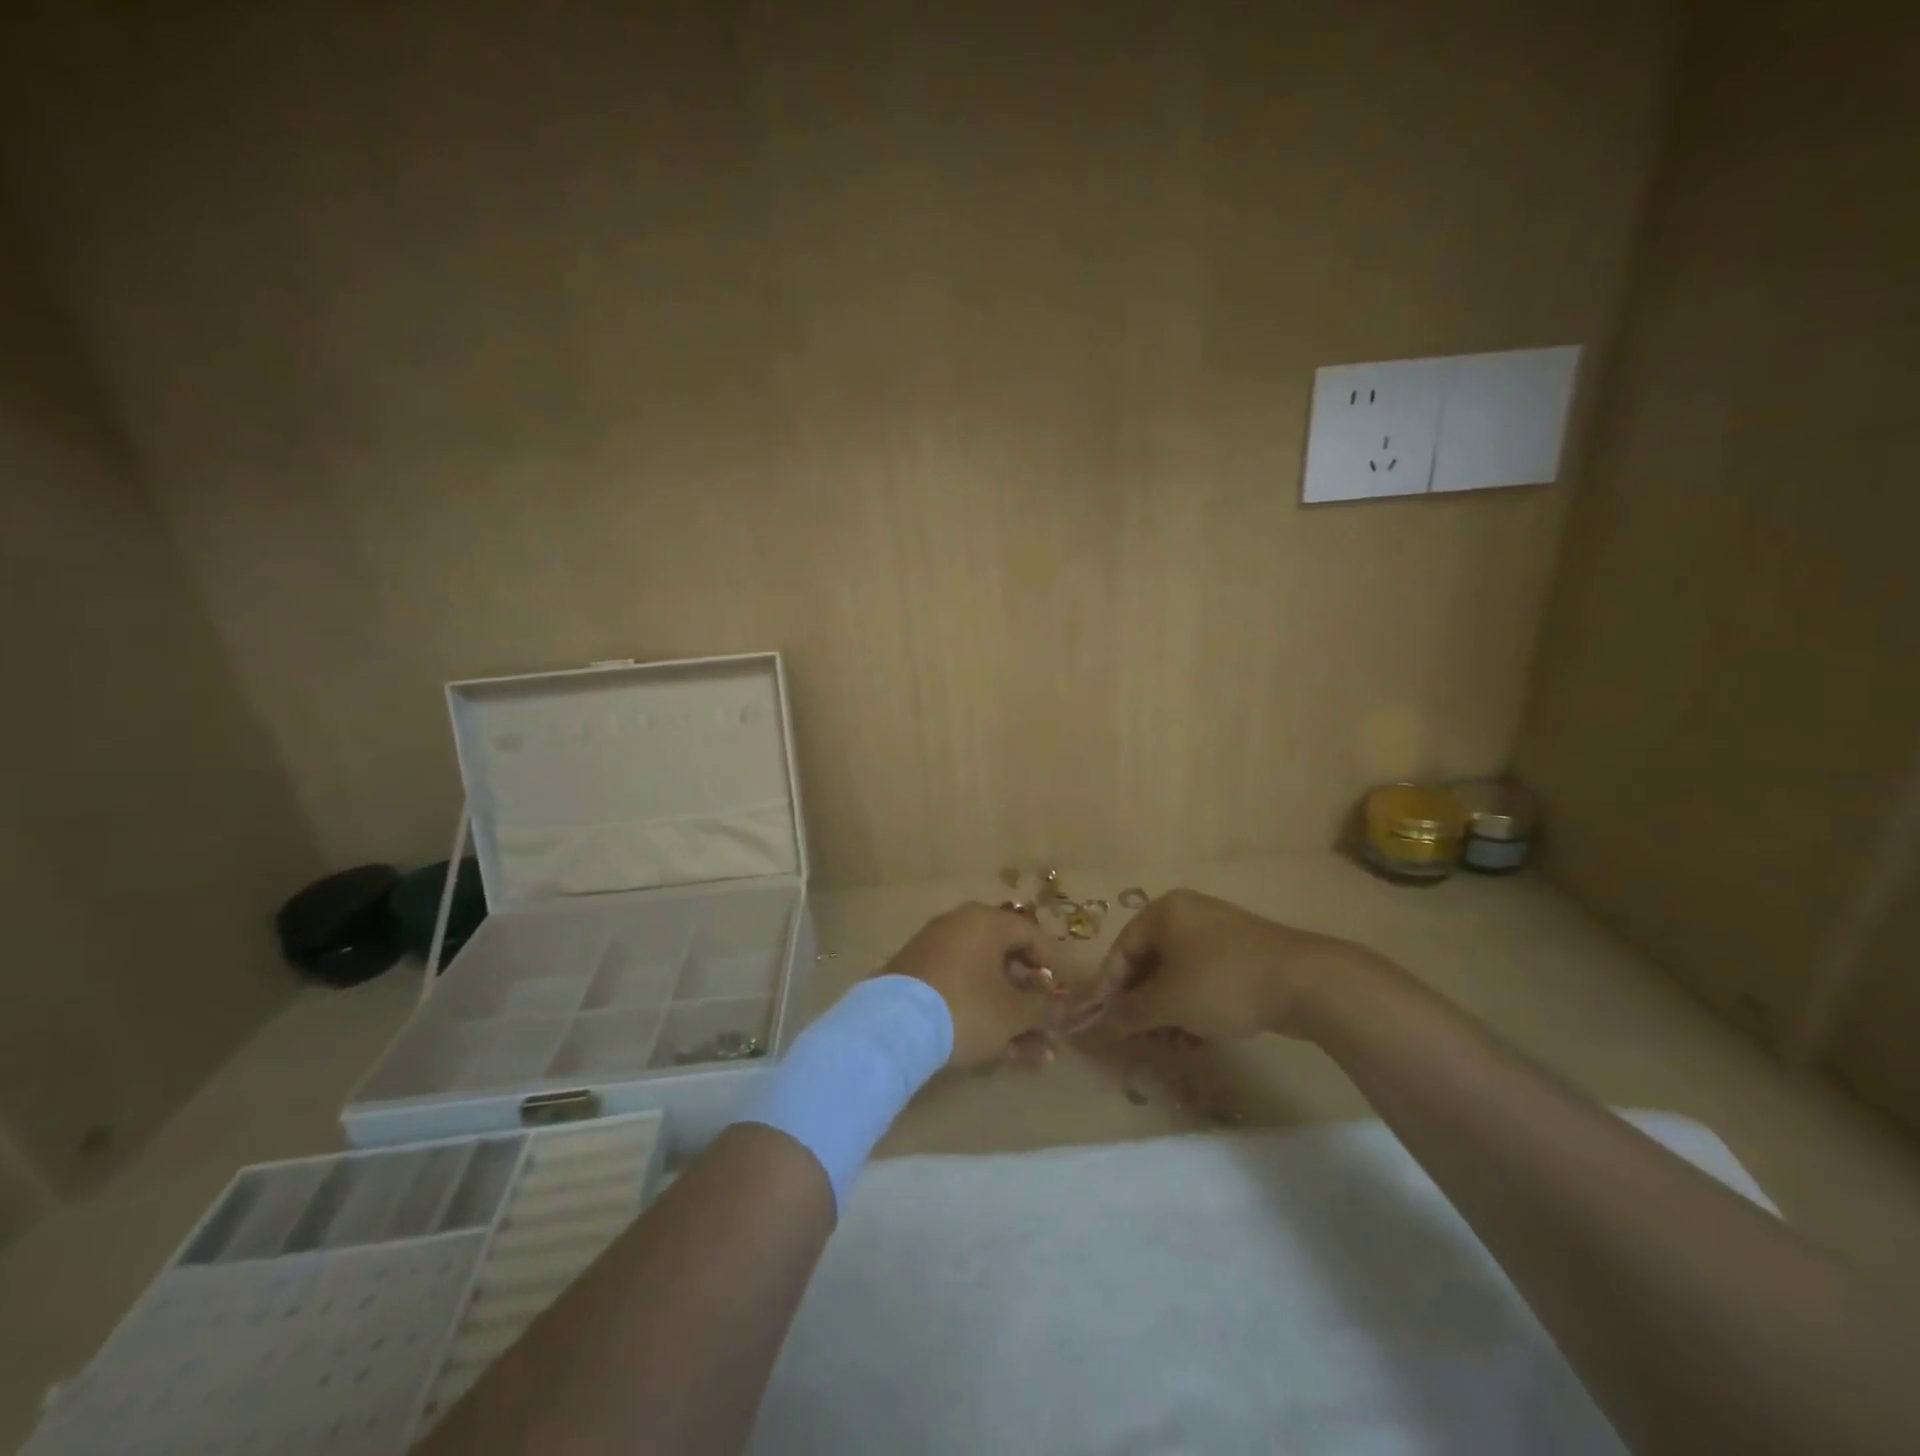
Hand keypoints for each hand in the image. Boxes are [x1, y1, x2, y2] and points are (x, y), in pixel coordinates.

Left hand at [878, 903, 1067, 1066]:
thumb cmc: (966, 1007)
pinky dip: (980, 1014)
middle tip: (1048, 1031)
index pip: (1031, 935)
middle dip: (1031, 1001)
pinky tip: (998, 1050)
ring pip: (983, 982)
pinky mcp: (914, 977)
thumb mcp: (1014, 1013)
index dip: (1053, 967)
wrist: (893, 1026)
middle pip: (1006, 961)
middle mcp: (958, 926)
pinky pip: (959, 990)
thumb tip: (1065, 1009)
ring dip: (1010, 1016)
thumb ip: (1045, 1009)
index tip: (1064, 997)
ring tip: (1031, 1054)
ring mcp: (933, 951)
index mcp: (985, 921)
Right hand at [1094, 889, 1370, 1040]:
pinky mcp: (1242, 953)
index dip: (1109, 988)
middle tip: (1139, 1037)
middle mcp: (1187, 914)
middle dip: (1142, 1004)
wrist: (1304, 982)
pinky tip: (1198, 1037)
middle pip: (1149, 962)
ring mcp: (1217, 932)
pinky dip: (1194, 1005)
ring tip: (1171, 1044)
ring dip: (1168, 1010)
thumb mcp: (1168, 1002)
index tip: (1103, 1022)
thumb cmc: (1222, 982)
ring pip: (1177, 974)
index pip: (1122, 950)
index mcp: (1163, 912)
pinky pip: (1204, 978)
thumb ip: (1130, 1012)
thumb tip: (1103, 1023)